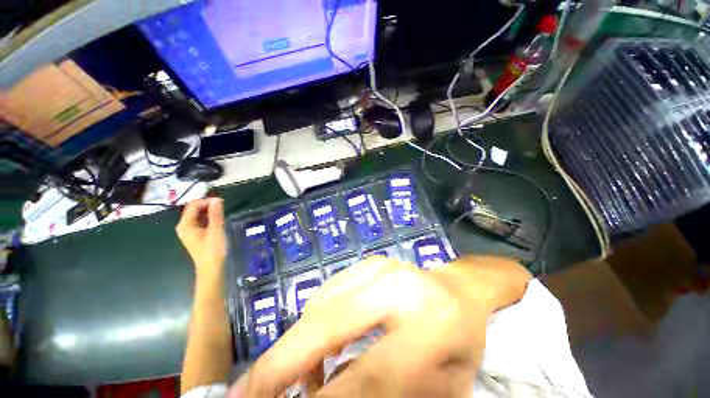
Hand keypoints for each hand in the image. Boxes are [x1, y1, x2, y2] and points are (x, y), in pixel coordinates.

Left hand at [176, 198, 226, 276]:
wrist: (212, 267)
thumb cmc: (213, 248)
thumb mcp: (216, 229)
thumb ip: (215, 213)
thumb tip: (216, 199)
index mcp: (186, 224)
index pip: (193, 205)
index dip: (206, 201)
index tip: (221, 202)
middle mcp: (184, 226)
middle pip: (194, 209)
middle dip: (208, 206)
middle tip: (222, 208)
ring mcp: (188, 231)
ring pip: (197, 215)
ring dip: (208, 212)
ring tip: (221, 214)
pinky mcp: (194, 235)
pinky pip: (199, 222)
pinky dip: (208, 219)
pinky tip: (217, 221)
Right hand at [232, 255, 530, 397]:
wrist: (459, 290)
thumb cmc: (459, 342)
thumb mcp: (440, 388)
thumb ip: (384, 397)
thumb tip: (322, 397)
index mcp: (427, 325)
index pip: (367, 376)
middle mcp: (395, 286)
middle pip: (327, 324)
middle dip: (280, 364)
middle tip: (243, 394)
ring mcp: (378, 267)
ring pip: (320, 304)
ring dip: (297, 344)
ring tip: (294, 379)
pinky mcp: (368, 261)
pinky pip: (328, 291)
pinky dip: (313, 320)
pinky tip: (320, 342)